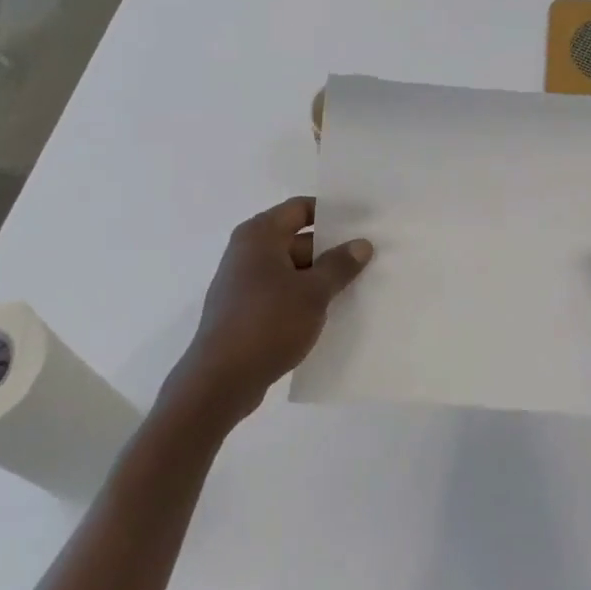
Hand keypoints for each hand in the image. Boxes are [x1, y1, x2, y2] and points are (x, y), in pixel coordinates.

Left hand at [164, 197, 373, 425]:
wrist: (221, 381)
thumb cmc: (267, 323)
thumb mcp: (312, 292)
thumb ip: (339, 265)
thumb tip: (361, 243)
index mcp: (259, 235)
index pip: (300, 208)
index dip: (332, 212)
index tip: (363, 221)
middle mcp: (248, 253)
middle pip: (298, 240)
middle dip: (332, 249)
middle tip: (369, 257)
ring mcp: (244, 284)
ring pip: (293, 271)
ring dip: (321, 278)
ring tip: (359, 285)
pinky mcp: (246, 312)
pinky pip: (283, 294)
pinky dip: (305, 298)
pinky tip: (332, 313)